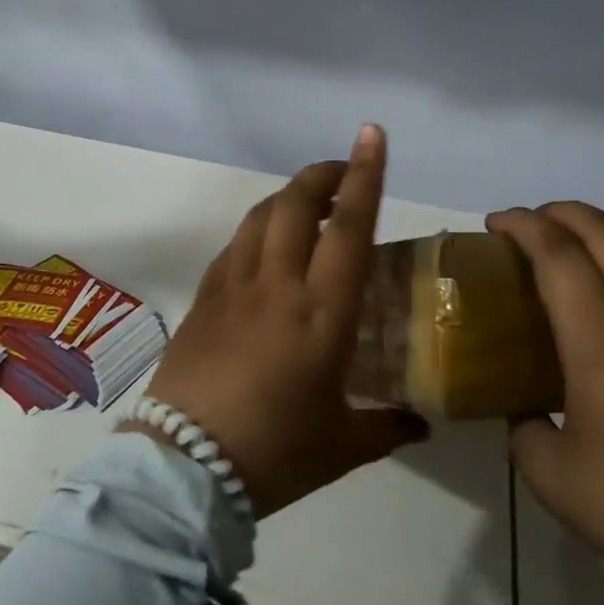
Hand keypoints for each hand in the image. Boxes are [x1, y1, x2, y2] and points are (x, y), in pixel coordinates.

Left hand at [138, 125, 429, 516]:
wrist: (183, 468)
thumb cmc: (274, 454)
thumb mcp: (343, 446)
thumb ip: (387, 427)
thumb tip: (420, 424)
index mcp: (322, 313)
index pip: (348, 227)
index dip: (364, 175)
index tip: (371, 136)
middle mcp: (277, 285)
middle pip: (296, 203)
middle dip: (322, 174)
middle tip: (342, 173)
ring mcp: (233, 287)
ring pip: (260, 216)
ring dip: (287, 198)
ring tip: (307, 206)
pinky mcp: (203, 298)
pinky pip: (234, 245)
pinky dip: (257, 230)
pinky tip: (265, 248)